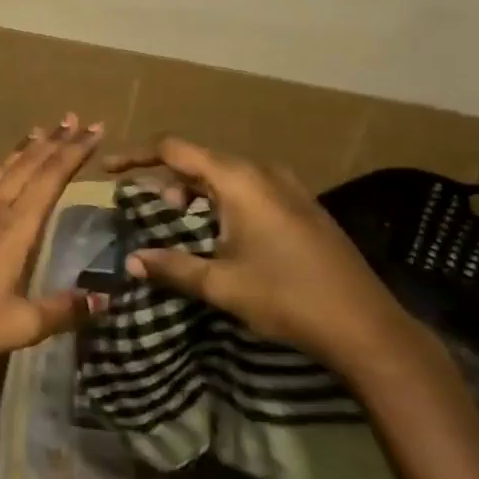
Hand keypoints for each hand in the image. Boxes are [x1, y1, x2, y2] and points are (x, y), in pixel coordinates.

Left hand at [0, 114, 108, 363]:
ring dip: (23, 148)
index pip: (50, 180)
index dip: (73, 153)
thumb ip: (63, 310)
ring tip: (41, 130)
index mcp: (15, 229)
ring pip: (1, 169)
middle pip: (28, 166)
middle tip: (75, 120)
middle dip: (54, 142)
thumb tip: (104, 298)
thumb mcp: (22, 325)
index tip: (94, 130)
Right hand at [104, 137, 422, 377]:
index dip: (136, 156)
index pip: (173, 149)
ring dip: (196, 191)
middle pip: (200, 159)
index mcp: (238, 179)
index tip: (109, 170)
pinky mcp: (303, 206)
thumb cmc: (287, 298)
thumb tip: (131, 261)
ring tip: (181, 222)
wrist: (368, 328)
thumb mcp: (220, 284)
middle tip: (149, 208)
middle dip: (167, 178)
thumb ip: (171, 266)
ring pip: (226, 174)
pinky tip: (222, 232)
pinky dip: (222, 200)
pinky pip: (249, 187)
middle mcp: (262, 171)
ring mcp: (288, 187)